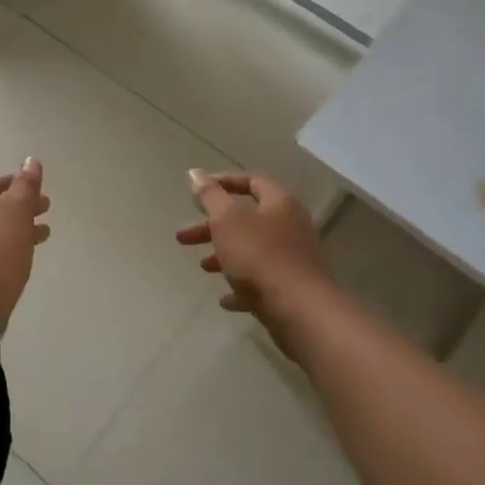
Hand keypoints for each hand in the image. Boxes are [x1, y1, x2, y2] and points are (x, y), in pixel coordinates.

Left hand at [0, 158, 50, 328]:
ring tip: (43, 235)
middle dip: (18, 210)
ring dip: (15, 232)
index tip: (37, 189)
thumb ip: (24, 186)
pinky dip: (5, 252)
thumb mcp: (14, 212)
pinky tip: (22, 258)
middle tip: (45, 210)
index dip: (14, 185)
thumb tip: (31, 161)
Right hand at [176, 169, 331, 347]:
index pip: (251, 181)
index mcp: (279, 203)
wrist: (301, 311)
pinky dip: (241, 286)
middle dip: (212, 227)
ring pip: (253, 250)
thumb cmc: (260, 257)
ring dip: (225, 255)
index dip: (222, 183)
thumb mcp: (227, 221)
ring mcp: (294, 259)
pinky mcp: (293, 288)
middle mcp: (291, 226)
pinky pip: (262, 281)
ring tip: (203, 267)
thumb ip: (210, 196)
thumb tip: (195, 173)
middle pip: (246, 219)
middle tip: (183, 238)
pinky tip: (225, 300)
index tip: (195, 193)